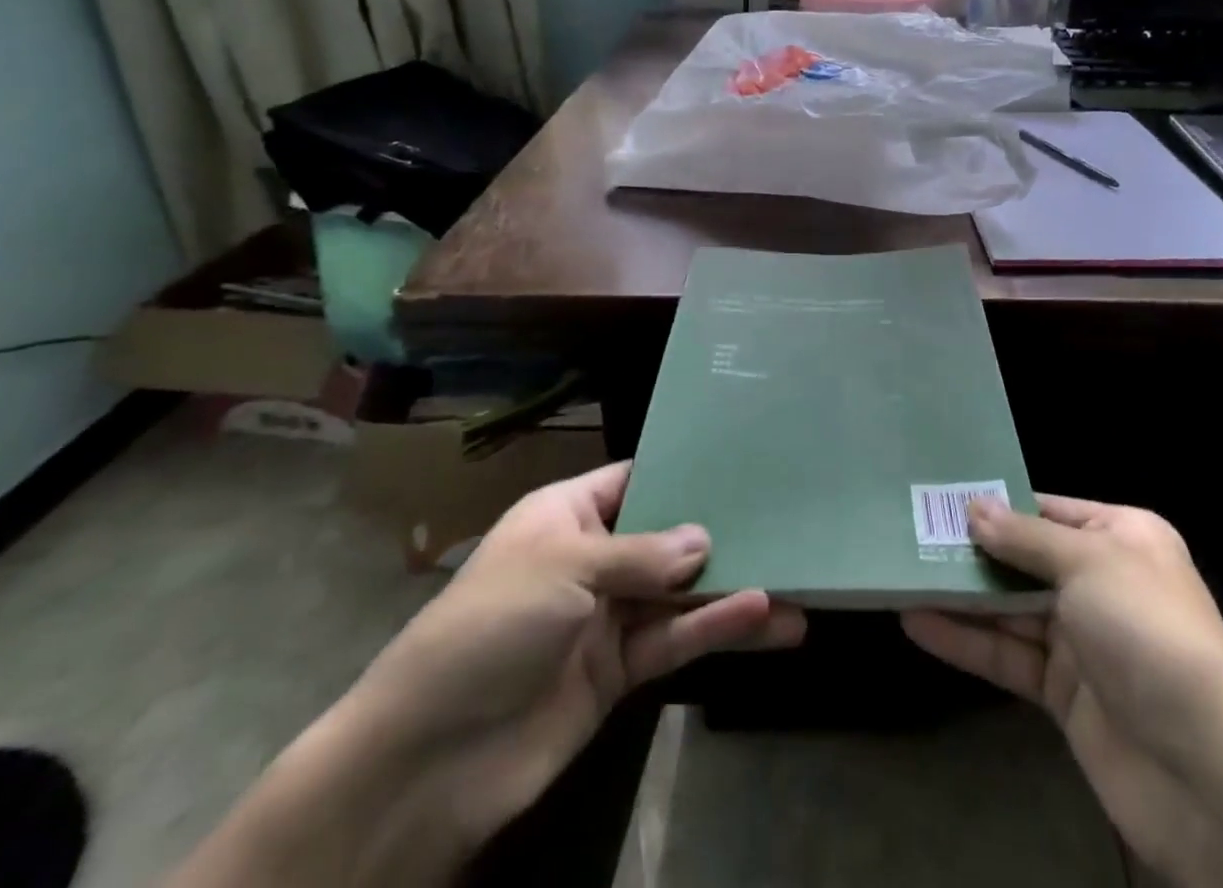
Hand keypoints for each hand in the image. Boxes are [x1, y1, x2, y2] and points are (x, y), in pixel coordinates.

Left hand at [345, 460, 805, 845]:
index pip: (636, 480)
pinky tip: (765, 619)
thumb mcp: (564, 567)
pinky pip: (675, 641)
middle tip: (786, 520)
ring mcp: (607, 617)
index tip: (743, 462)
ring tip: (797, 583)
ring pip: (681, 593)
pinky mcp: (618, 673)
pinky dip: (716, 630)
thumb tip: (705, 541)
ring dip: (733, 590)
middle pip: (669, 537)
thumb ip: (642, 554)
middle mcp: (594, 557)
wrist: (425, 761)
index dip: (684, 472)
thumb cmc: (490, 626)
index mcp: (569, 514)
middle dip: (722, 532)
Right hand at [903, 497, 1222, 887]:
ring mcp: (1081, 638)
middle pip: (1023, 558)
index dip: (996, 504)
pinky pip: (1007, 655)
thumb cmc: (1150, 635)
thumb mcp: (1088, 565)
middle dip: (970, 549)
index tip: (939, 495)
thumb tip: (972, 507)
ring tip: (900, 574)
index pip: (1047, 509)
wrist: (1210, 776)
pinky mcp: (1063, 692)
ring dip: (959, 596)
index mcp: (1121, 537)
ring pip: (1008, 608)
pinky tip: (917, 623)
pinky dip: (965, 640)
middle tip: (906, 533)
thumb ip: (1024, 538)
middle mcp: (1101, 580)